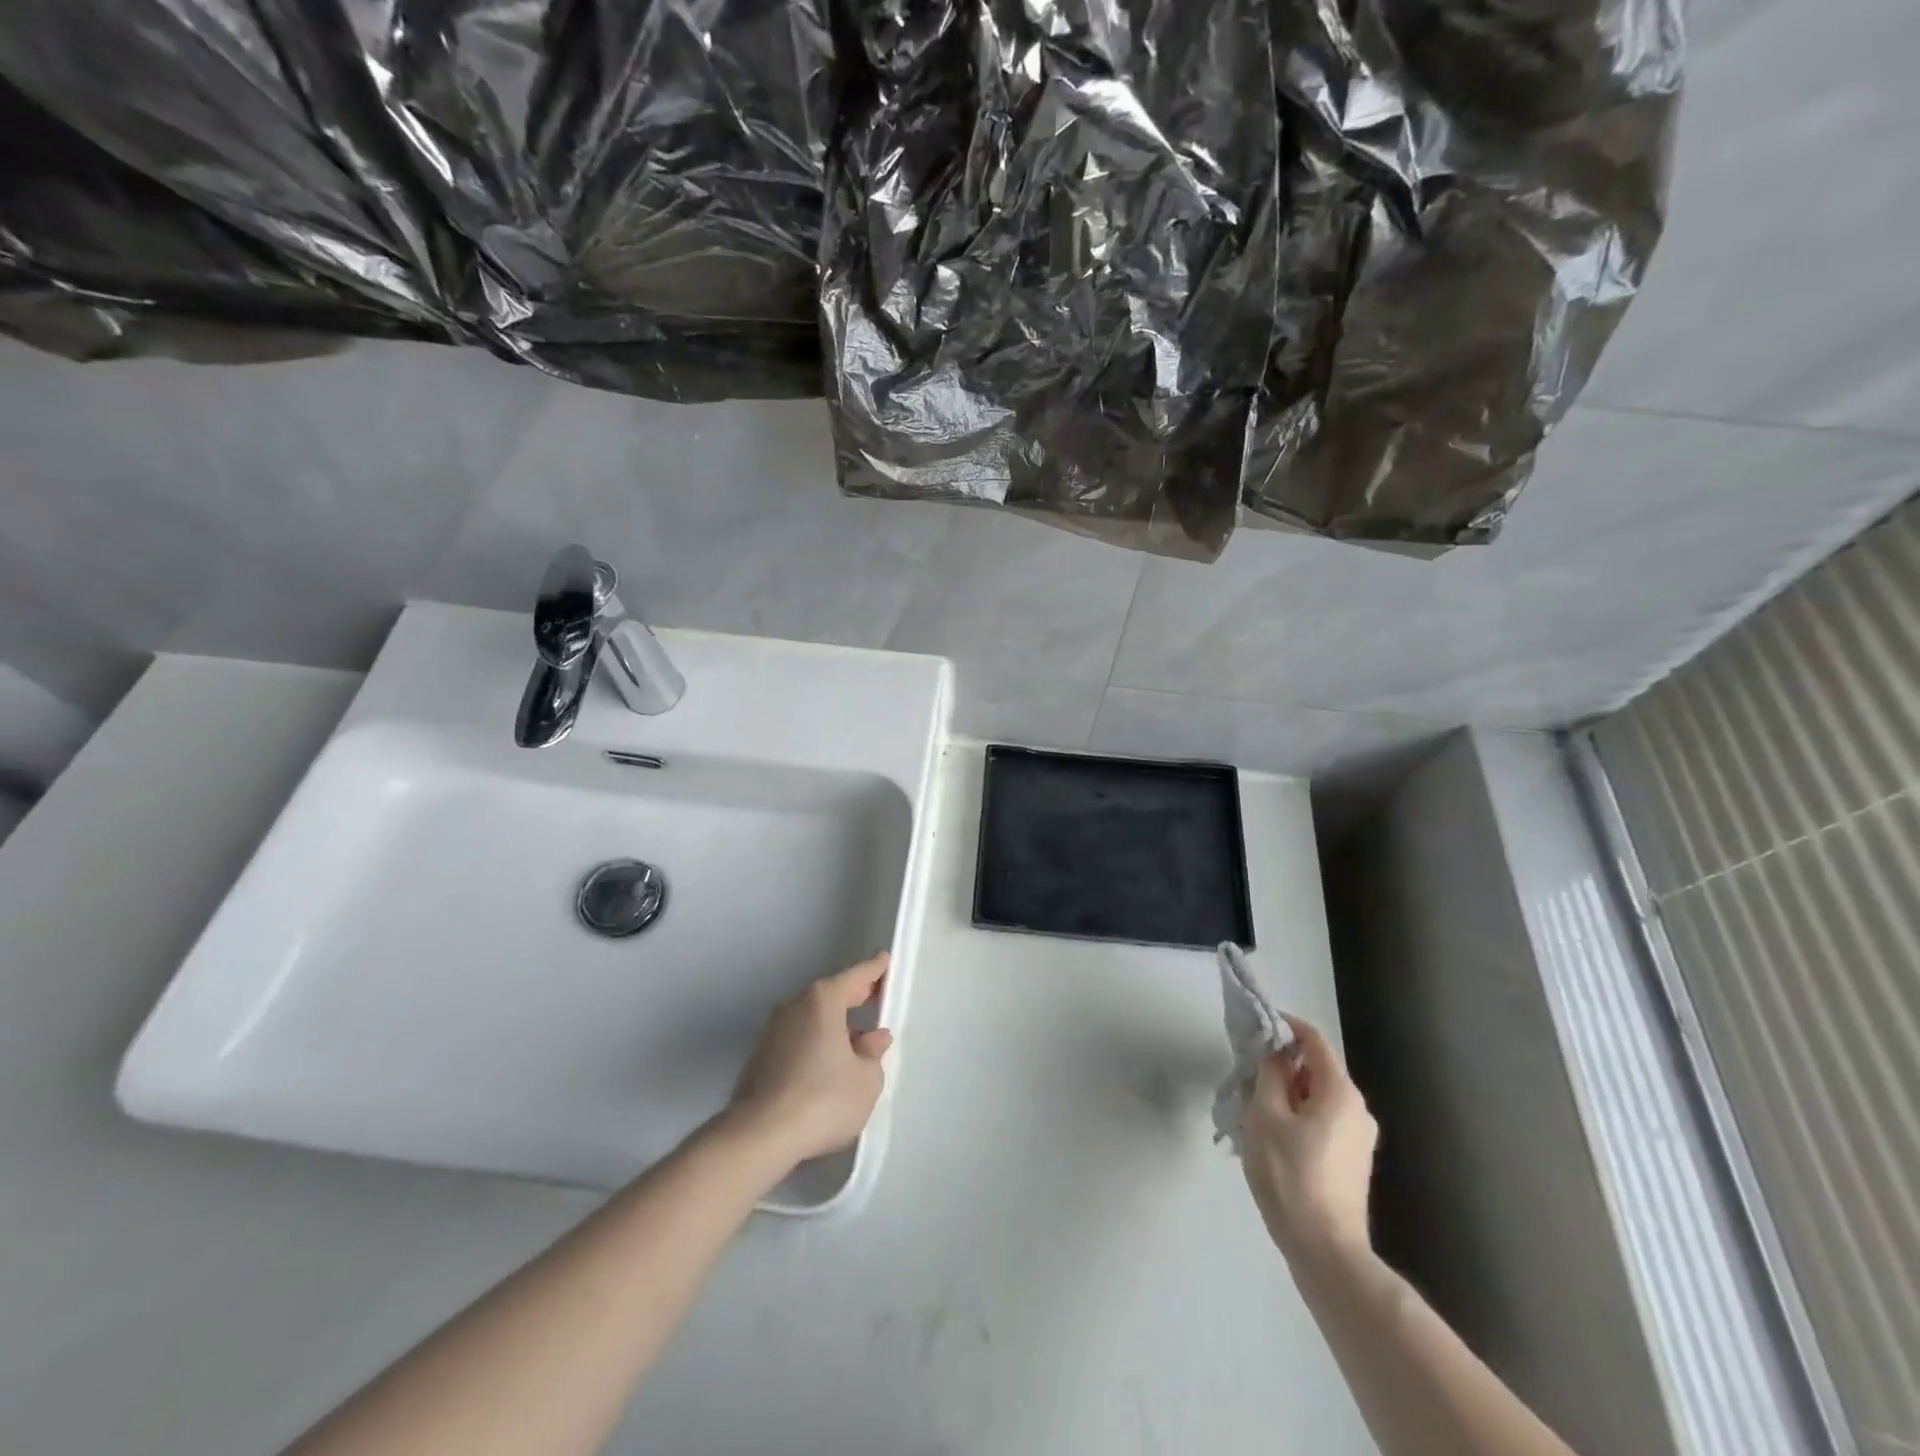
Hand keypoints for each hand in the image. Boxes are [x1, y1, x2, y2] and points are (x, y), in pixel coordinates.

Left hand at [724, 952, 894, 1168]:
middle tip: (876, 997)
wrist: (759, 1137)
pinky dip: (815, 1043)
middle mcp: (794, 1006)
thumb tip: (873, 1038)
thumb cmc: (823, 1100)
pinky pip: (797, 1039)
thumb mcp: (866, 1080)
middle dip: (854, 996)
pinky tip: (826, 1066)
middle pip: (830, 995)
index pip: (856, 976)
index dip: (874, 970)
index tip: (885, 960)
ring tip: (855, 1041)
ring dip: (833, 1025)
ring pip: (812, 1018)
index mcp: (823, 1001)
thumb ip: (873, 1054)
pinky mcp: (759, 1058)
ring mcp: (772, 1031)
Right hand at [1241, 1014, 1377, 1263]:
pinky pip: (1322, 1119)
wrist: (1326, 1251)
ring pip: (1317, 1096)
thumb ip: (1269, 1074)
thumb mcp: (1265, 1116)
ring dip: (1285, 1092)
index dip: (1283, 1026)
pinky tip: (1271, 1135)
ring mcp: (1359, 1137)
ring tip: (1251, 1107)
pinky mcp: (1352, 1160)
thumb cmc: (1290, 1176)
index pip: (1312, 1039)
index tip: (1253, 1027)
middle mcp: (1357, 1108)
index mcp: (1340, 1092)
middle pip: (1315, 1068)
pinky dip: (1297, 1114)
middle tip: (1245, 1073)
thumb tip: (1273, 1050)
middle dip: (1280, 1064)